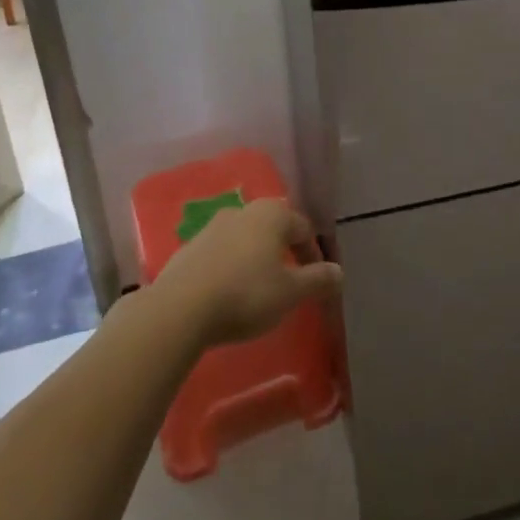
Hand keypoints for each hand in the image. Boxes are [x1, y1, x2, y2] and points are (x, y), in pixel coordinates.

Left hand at [152, 199, 341, 347]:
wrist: (180, 308)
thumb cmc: (246, 294)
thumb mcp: (290, 292)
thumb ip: (318, 280)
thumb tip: (339, 272)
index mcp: (272, 215)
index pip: (303, 228)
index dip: (314, 254)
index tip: (317, 281)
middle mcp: (243, 211)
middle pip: (273, 228)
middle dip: (285, 251)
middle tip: (291, 280)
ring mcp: (212, 227)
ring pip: (245, 238)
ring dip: (257, 258)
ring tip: (260, 288)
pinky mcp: (189, 247)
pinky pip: (221, 253)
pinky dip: (231, 267)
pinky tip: (229, 292)